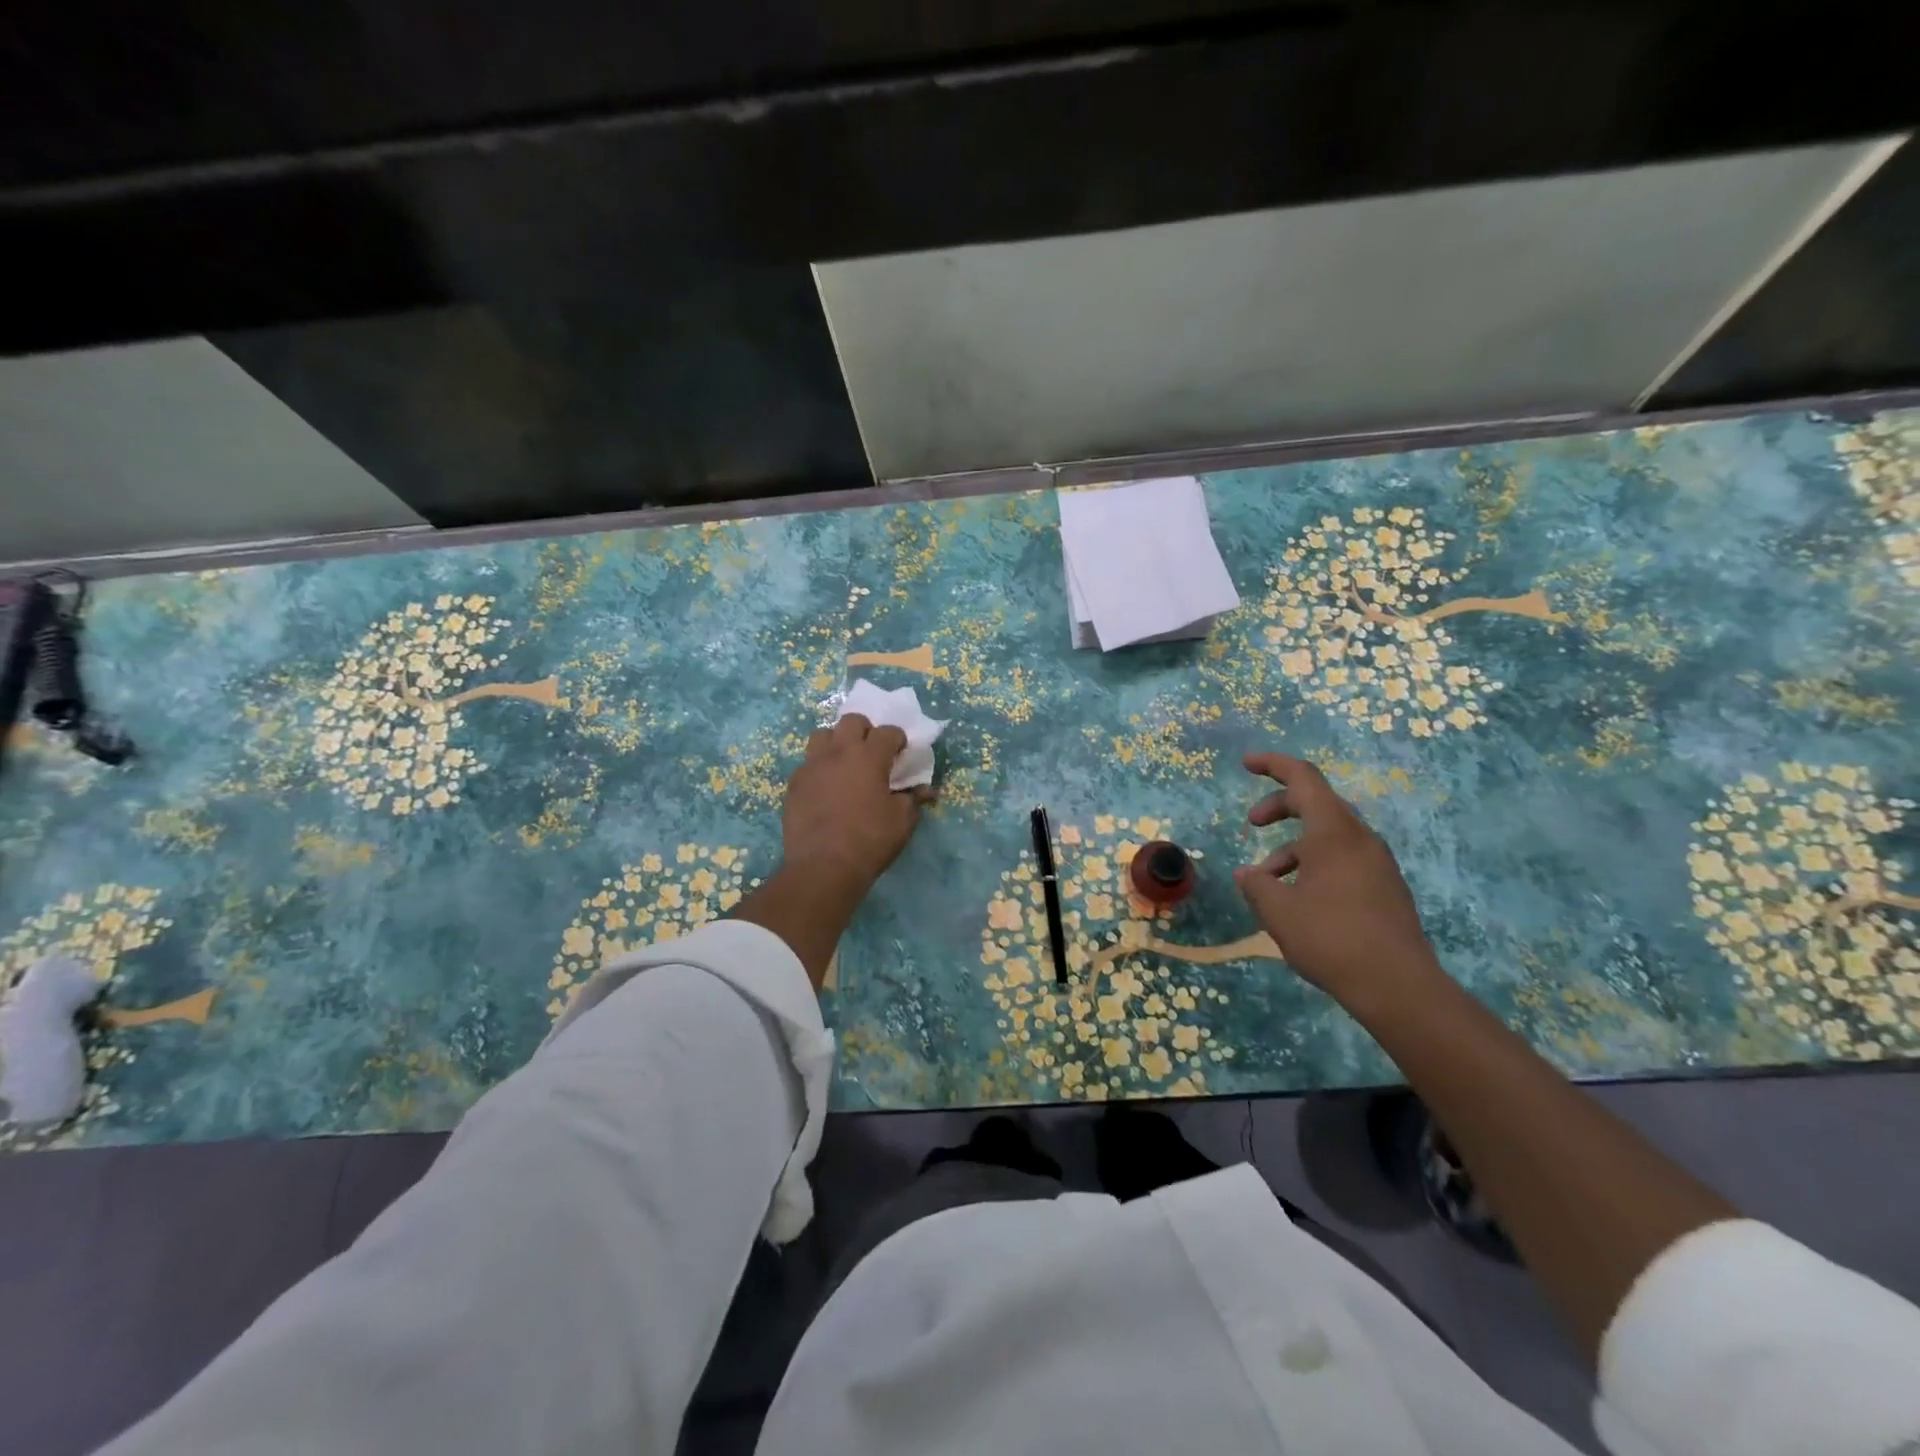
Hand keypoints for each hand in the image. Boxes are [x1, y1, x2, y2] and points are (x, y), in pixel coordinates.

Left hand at [783, 714, 933, 894]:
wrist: (822, 866)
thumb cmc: (870, 840)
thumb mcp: (902, 821)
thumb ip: (914, 800)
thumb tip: (927, 792)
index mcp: (869, 756)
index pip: (888, 732)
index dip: (898, 739)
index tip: (901, 752)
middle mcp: (838, 752)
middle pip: (851, 721)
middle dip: (866, 731)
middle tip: (872, 752)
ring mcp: (812, 765)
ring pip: (823, 735)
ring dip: (837, 742)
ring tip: (845, 762)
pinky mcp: (794, 783)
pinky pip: (808, 763)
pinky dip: (820, 767)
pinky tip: (826, 787)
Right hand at [1233, 752, 1445, 1014]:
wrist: (1399, 987)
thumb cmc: (1331, 938)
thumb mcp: (1278, 911)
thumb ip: (1257, 885)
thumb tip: (1249, 875)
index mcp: (1334, 832)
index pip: (1303, 778)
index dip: (1273, 764)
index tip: (1246, 764)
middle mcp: (1359, 839)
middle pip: (1316, 803)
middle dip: (1279, 807)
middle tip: (1252, 823)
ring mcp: (1376, 863)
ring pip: (1329, 835)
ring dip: (1293, 845)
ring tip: (1268, 880)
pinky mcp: (1384, 887)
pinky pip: (1343, 858)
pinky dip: (1314, 863)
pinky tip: (1298, 899)